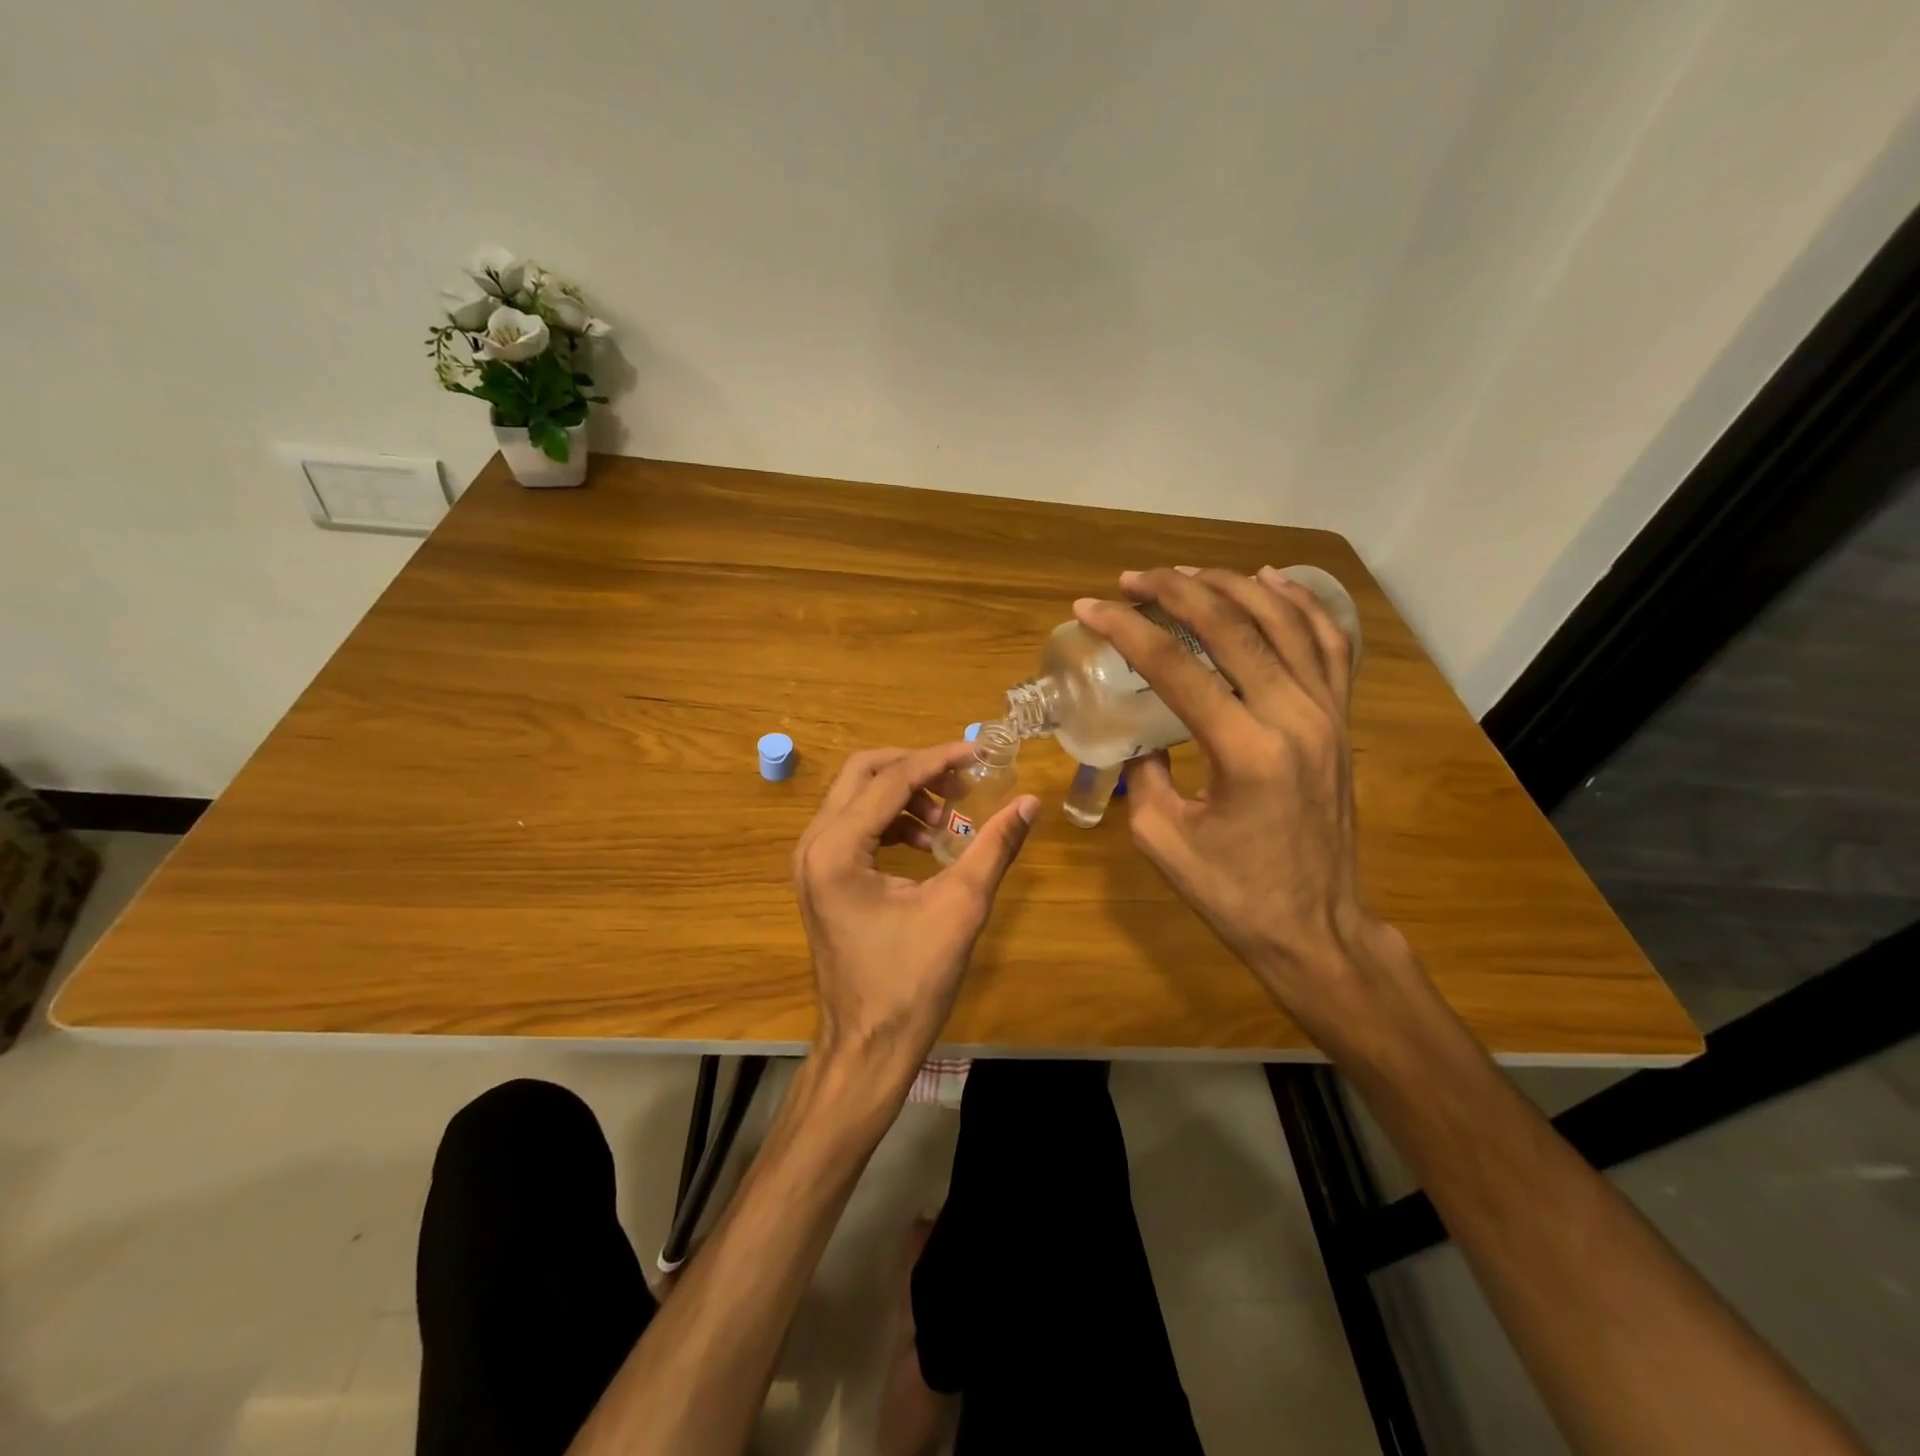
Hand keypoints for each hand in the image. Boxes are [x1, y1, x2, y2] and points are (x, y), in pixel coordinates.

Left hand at [793, 744, 1038, 1090]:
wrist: (867, 1047)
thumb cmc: (910, 983)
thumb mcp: (960, 908)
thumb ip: (994, 847)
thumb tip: (1029, 802)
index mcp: (837, 849)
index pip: (891, 780)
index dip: (939, 760)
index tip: (980, 752)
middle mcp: (813, 845)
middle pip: (863, 773)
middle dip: (915, 768)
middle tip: (961, 780)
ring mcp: (812, 862)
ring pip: (857, 797)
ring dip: (904, 794)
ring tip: (949, 818)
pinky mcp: (822, 878)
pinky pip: (855, 826)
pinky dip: (892, 821)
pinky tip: (927, 841)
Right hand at [1073, 567, 1407, 1037]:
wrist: (1316, 928)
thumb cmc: (1233, 894)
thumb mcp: (1162, 838)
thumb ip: (1142, 774)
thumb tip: (1138, 735)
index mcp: (1245, 751)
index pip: (1176, 667)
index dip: (1127, 630)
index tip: (1089, 608)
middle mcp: (1294, 718)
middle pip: (1233, 627)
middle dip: (1176, 592)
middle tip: (1132, 580)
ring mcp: (1327, 714)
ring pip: (1284, 621)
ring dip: (1231, 586)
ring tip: (1187, 573)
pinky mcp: (1340, 720)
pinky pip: (1328, 644)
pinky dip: (1299, 604)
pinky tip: (1269, 581)